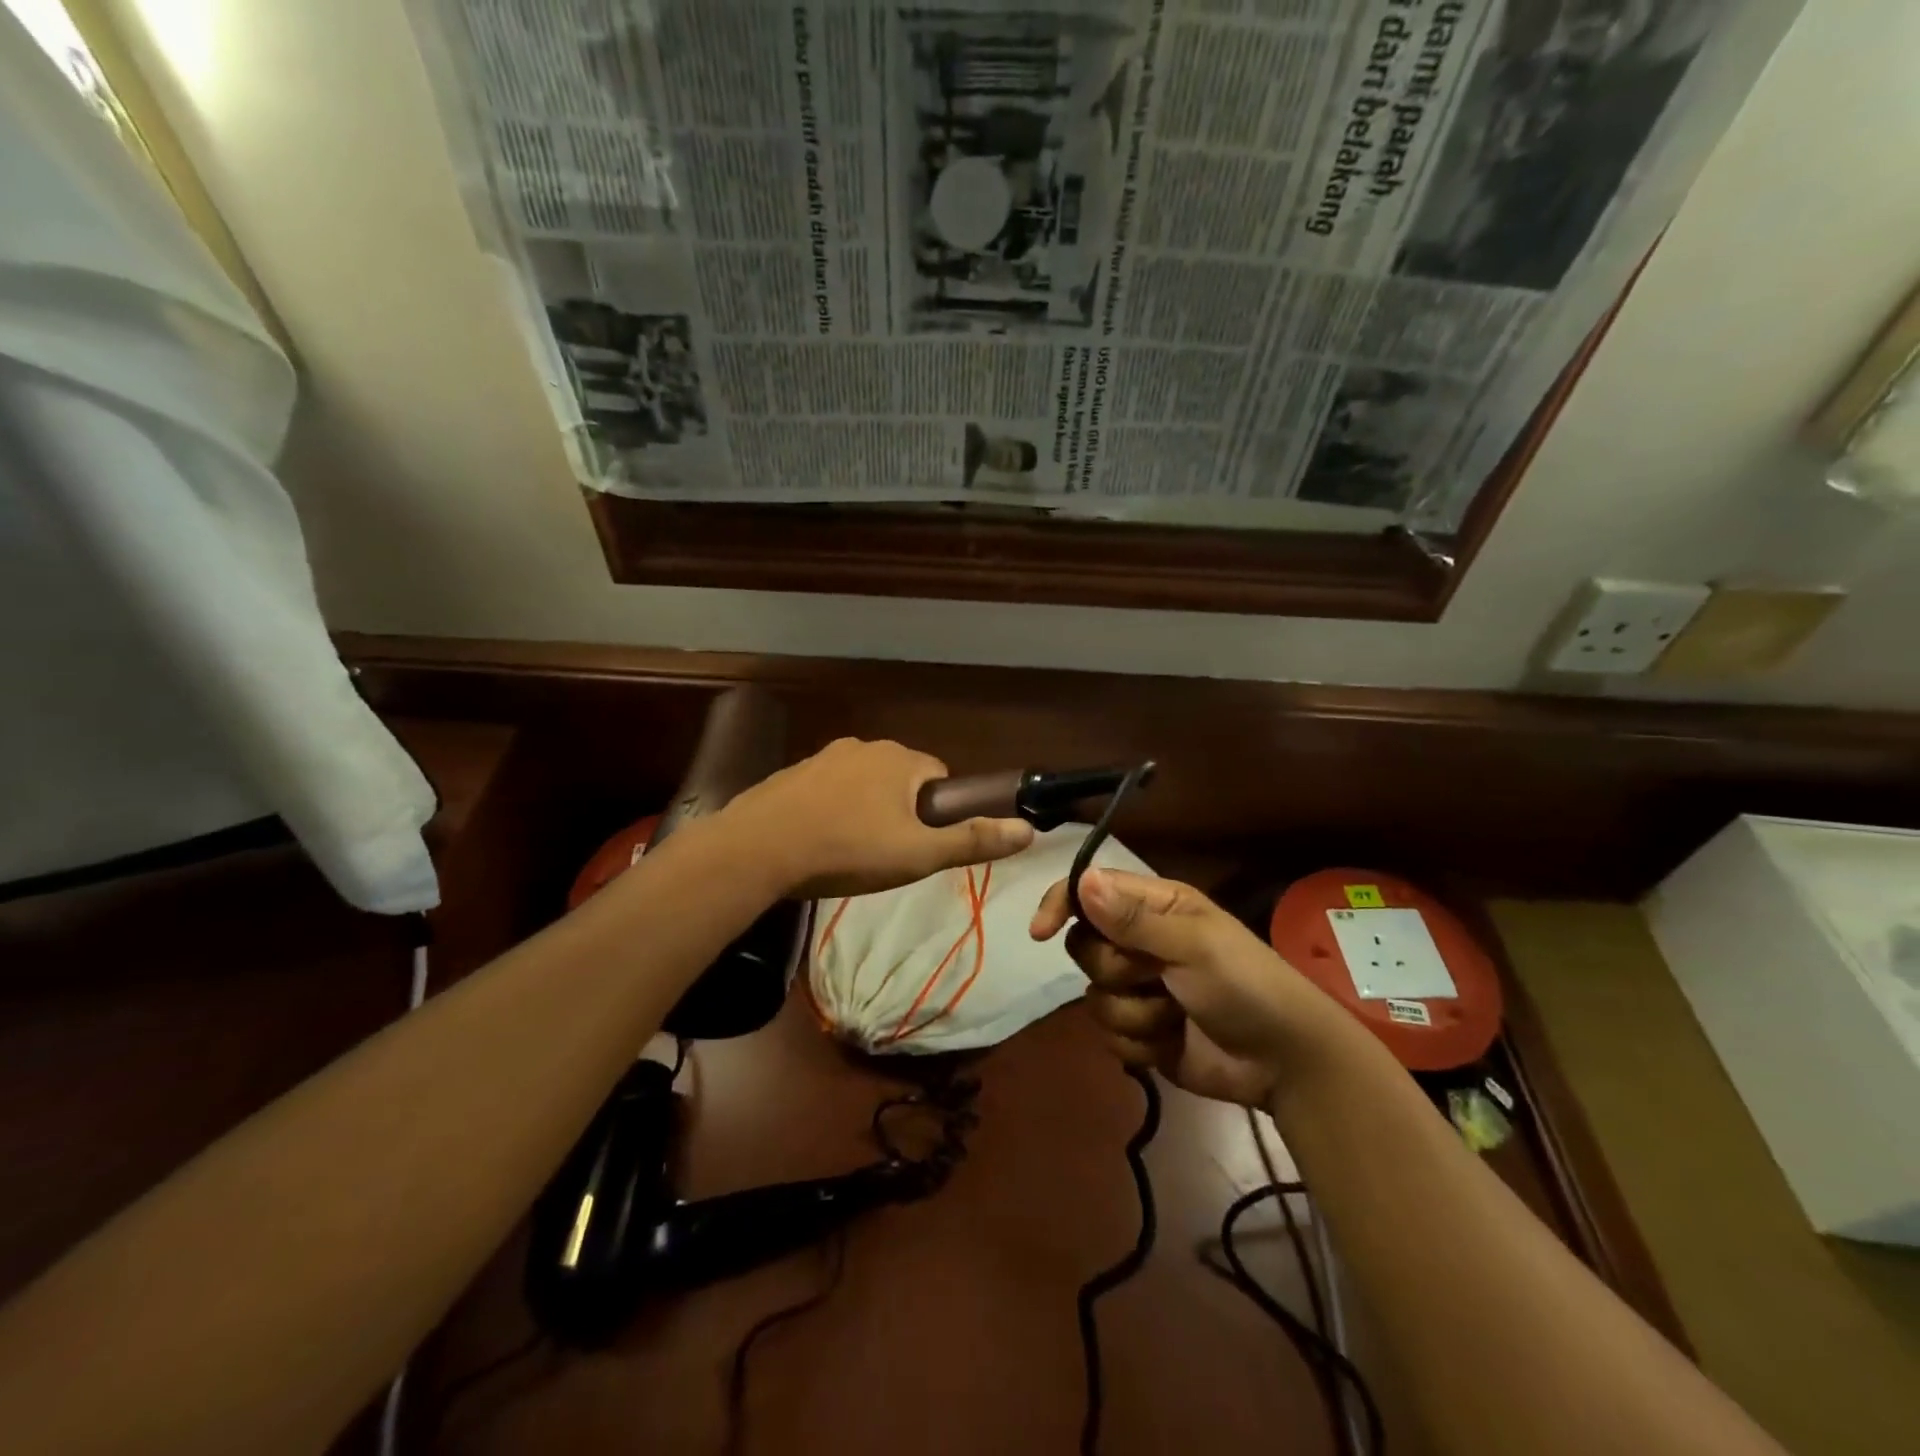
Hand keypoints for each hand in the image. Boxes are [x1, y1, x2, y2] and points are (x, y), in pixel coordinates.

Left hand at [724, 738, 1034, 899]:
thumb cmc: (848, 850)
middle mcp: (863, 747)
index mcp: (899, 759)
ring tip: (850, 853)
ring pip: (863, 785)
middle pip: (901, 779)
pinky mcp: (792, 774)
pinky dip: (831, 811)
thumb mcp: (918, 854)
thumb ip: (972, 841)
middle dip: (901, 812)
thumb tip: (1028, 830)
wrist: (759, 849)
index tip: (920, 845)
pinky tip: (818, 843)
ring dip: (865, 811)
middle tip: (886, 855)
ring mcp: (823, 757)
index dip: (938, 813)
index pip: (939, 776)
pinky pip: (828, 791)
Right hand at [1030, 868, 1337, 1106]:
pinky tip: (1171, 1043)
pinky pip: (1109, 1034)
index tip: (1041, 932)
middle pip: (1084, 948)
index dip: (1061, 905)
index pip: (1089, 892)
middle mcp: (1140, 942)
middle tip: (1156, 976)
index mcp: (1154, 907)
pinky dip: (1139, 1043)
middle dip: (1115, 970)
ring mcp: (1139, 988)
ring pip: (1094, 996)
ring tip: (1175, 1016)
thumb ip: (1133, 918)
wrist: (1284, 1063)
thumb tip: (1083, 882)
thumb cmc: (1246, 986)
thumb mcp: (1194, 946)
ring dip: (1134, 1013)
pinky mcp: (1141, 1031)